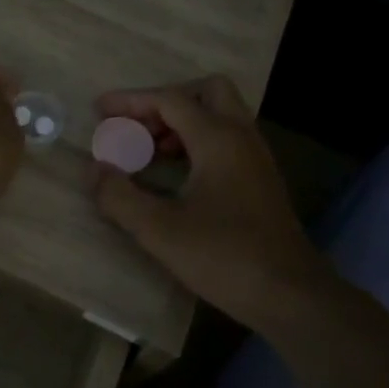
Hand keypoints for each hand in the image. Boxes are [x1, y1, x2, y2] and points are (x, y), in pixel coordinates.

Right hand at [90, 75, 326, 331]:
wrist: (292, 296)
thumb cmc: (225, 257)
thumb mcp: (160, 230)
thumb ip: (120, 197)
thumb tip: (96, 169)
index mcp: (218, 139)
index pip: (169, 100)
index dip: (130, 101)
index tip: (99, 111)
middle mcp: (241, 136)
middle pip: (204, 91)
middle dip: (165, 102)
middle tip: (137, 128)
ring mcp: (255, 157)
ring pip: (218, 115)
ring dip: (180, 123)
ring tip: (147, 152)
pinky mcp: (260, 179)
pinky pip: (225, 139)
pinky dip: (196, 142)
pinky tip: (175, 175)